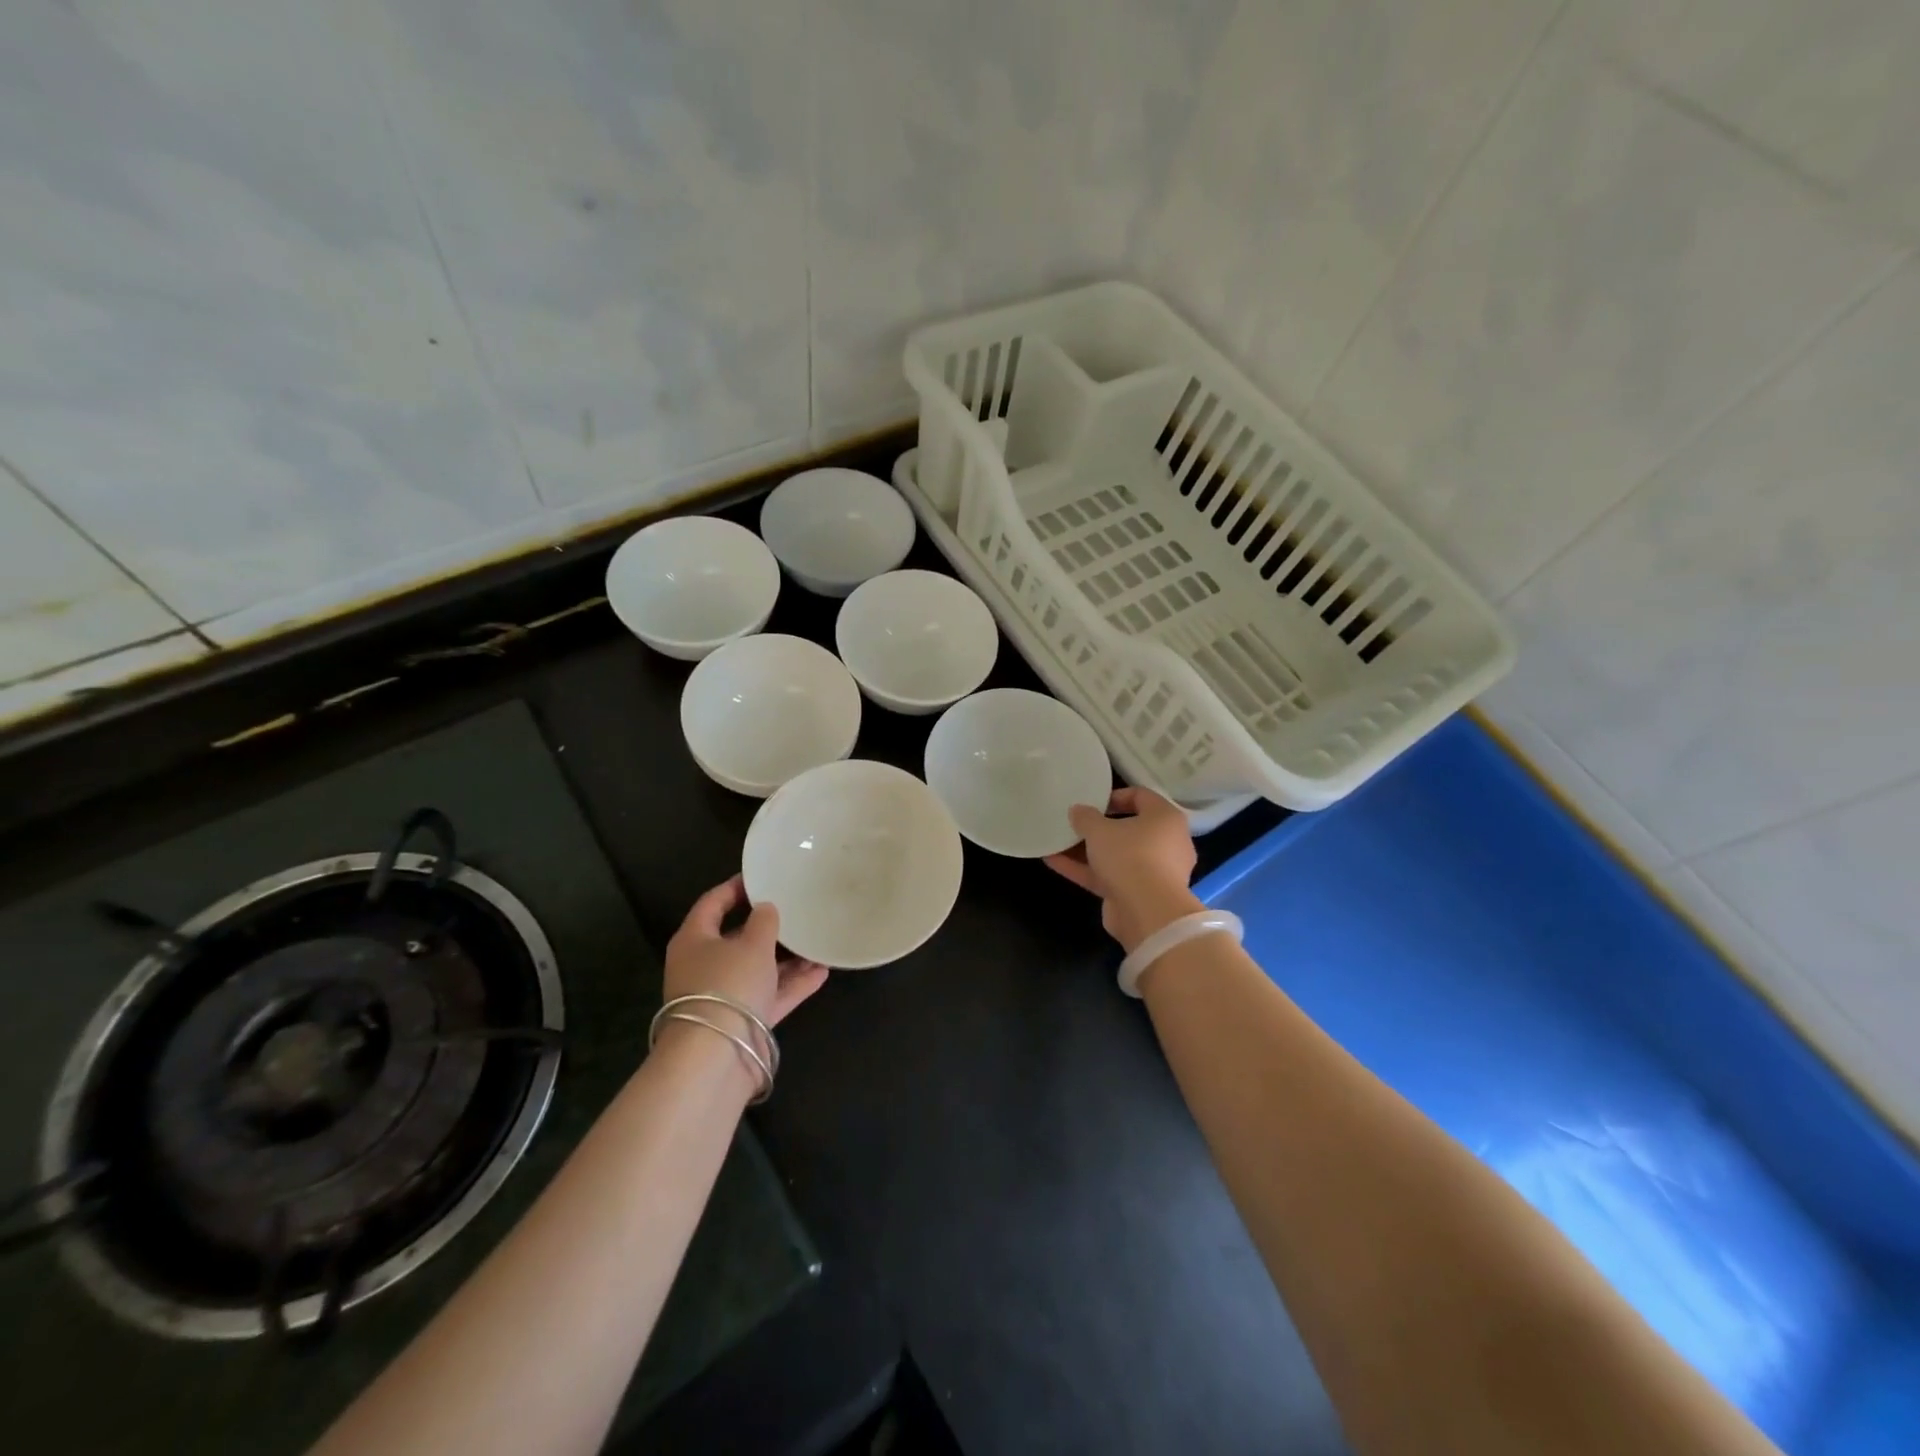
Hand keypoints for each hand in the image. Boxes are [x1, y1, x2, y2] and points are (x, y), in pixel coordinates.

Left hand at [664, 875, 828, 1027]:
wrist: (716, 1057)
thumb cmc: (729, 985)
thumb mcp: (752, 944)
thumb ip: (763, 921)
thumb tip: (765, 909)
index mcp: (694, 940)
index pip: (712, 903)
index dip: (736, 887)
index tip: (761, 876)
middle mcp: (704, 966)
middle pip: (736, 938)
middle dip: (767, 927)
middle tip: (795, 909)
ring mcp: (724, 996)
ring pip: (758, 968)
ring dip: (787, 958)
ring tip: (817, 941)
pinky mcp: (742, 1022)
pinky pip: (770, 994)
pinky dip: (793, 984)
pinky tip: (822, 971)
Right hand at [1044, 787, 1202, 953]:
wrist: (1148, 913)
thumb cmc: (1130, 856)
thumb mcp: (1099, 829)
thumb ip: (1085, 817)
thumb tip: (1078, 810)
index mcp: (1165, 819)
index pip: (1141, 797)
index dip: (1114, 796)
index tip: (1091, 802)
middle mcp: (1165, 843)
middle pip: (1129, 829)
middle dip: (1098, 827)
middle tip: (1075, 824)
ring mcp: (1153, 872)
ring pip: (1117, 855)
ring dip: (1087, 850)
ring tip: (1057, 842)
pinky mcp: (1138, 895)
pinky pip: (1109, 876)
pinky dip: (1085, 870)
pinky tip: (1054, 862)